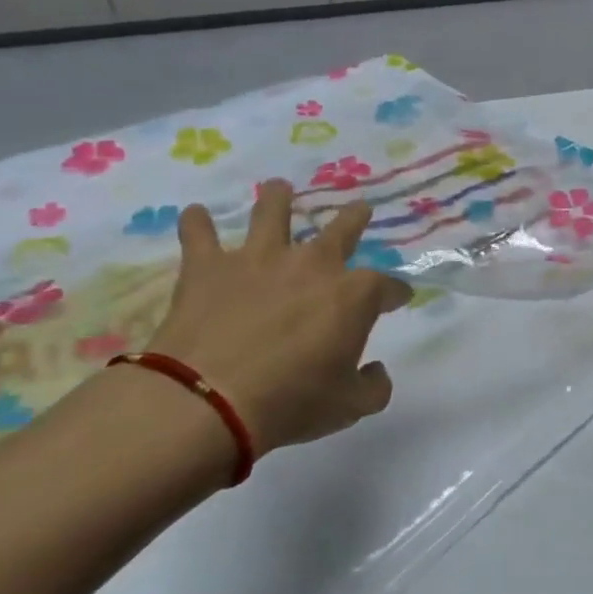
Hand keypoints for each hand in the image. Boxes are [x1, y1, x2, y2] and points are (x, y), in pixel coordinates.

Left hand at [144, 183, 411, 454]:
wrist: (209, 399)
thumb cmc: (292, 401)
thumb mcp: (351, 406)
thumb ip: (374, 386)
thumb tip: (376, 371)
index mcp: (354, 294)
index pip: (388, 286)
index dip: (397, 293)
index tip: (399, 299)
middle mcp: (313, 264)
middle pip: (342, 229)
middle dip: (355, 218)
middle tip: (360, 209)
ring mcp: (260, 259)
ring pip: (272, 212)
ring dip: (278, 198)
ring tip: (279, 187)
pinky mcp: (209, 267)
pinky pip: (199, 234)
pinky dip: (196, 223)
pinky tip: (193, 214)